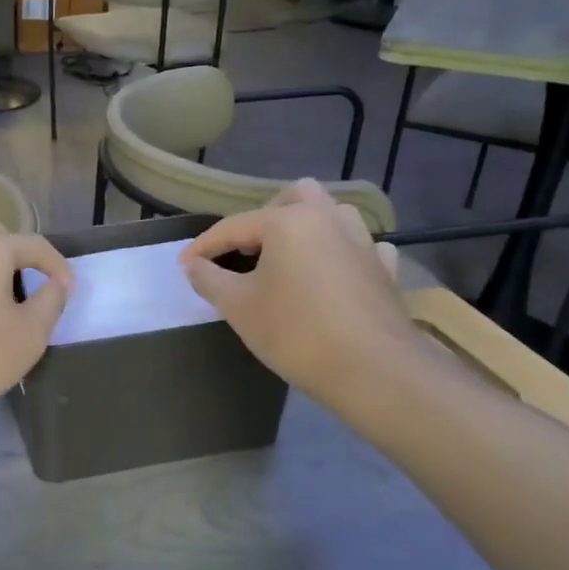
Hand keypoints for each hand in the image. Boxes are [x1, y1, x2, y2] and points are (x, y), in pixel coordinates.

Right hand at [179, 180, 421, 408]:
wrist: (374, 372)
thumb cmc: (297, 332)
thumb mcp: (238, 307)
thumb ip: (209, 279)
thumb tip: (194, 266)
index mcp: (289, 221)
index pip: (234, 226)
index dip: (205, 246)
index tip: (184, 265)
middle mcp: (328, 219)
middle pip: (293, 198)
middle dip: (265, 218)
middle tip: (246, 251)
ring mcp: (363, 242)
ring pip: (332, 214)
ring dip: (307, 227)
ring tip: (287, 258)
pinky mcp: (384, 270)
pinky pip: (360, 246)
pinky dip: (341, 252)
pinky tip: (332, 273)